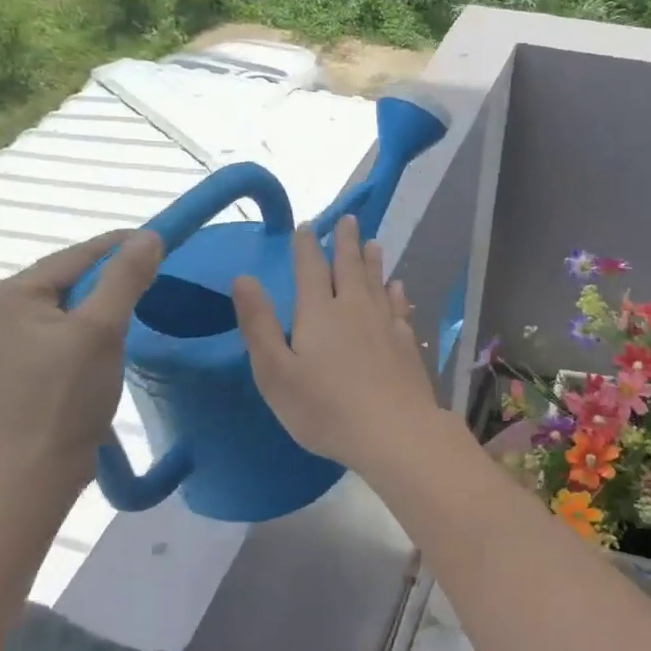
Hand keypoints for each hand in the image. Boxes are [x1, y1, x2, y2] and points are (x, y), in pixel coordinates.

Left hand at [0, 229, 162, 493]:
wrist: (36, 470)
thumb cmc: (66, 395)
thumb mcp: (103, 329)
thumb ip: (125, 278)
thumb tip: (149, 237)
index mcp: (8, 293)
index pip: (76, 255)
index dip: (122, 246)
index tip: (162, 241)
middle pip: (70, 278)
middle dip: (112, 276)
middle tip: (157, 276)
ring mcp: (3, 339)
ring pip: (67, 305)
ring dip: (103, 303)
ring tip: (140, 304)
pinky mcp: (17, 364)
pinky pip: (60, 329)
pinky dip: (88, 326)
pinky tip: (111, 336)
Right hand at [233, 214, 442, 476]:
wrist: (393, 432)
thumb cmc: (325, 408)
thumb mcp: (275, 372)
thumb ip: (259, 324)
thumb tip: (244, 278)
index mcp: (319, 313)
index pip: (310, 269)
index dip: (306, 246)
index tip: (307, 225)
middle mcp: (354, 309)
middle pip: (349, 267)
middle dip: (345, 242)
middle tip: (349, 219)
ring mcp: (385, 325)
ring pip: (377, 283)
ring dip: (372, 261)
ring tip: (373, 242)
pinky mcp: (406, 345)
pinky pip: (400, 308)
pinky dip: (397, 294)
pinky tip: (399, 288)